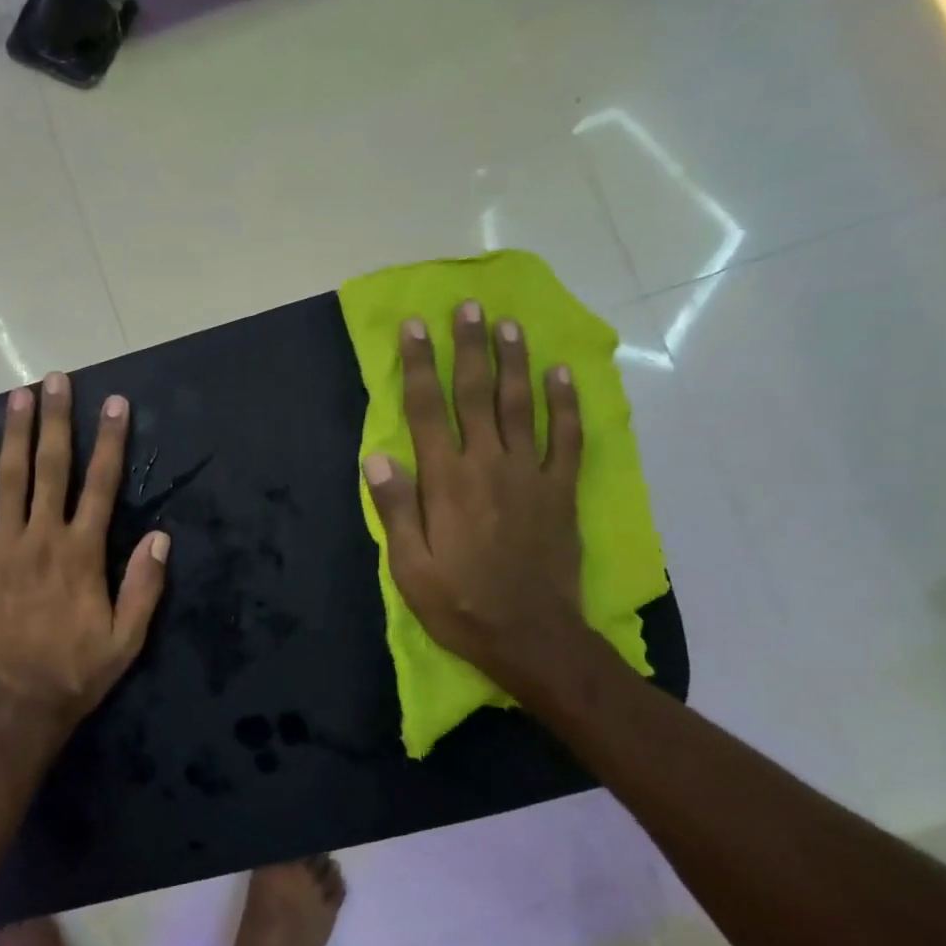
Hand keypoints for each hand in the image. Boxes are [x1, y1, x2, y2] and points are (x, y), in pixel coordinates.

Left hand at [0, 372, 169, 749]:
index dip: (111, 440)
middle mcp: (41, 537)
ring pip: (7, 478)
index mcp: (82, 553)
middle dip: (56, 419)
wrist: (12, 708)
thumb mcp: (127, 640)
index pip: (103, 484)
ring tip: (18, 396)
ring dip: (14, 434)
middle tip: (56, 379)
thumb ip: (145, 586)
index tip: (115, 403)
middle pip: (51, 466)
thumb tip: (161, 537)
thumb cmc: (74, 675)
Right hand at [362, 303, 585, 702]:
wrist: (532, 638)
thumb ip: (394, 508)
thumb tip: (378, 455)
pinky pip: (567, 438)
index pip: (427, 408)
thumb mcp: (408, 566)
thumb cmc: (459, 603)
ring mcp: (531, 475)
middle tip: (469, 307)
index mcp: (446, 481)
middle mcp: (488, 465)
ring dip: (514, 361)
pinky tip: (563, 374)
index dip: (420, 364)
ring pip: (522, 405)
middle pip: (477, 393)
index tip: (415, 327)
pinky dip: (566, 404)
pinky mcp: (561, 492)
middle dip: (470, 347)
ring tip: (509, 325)